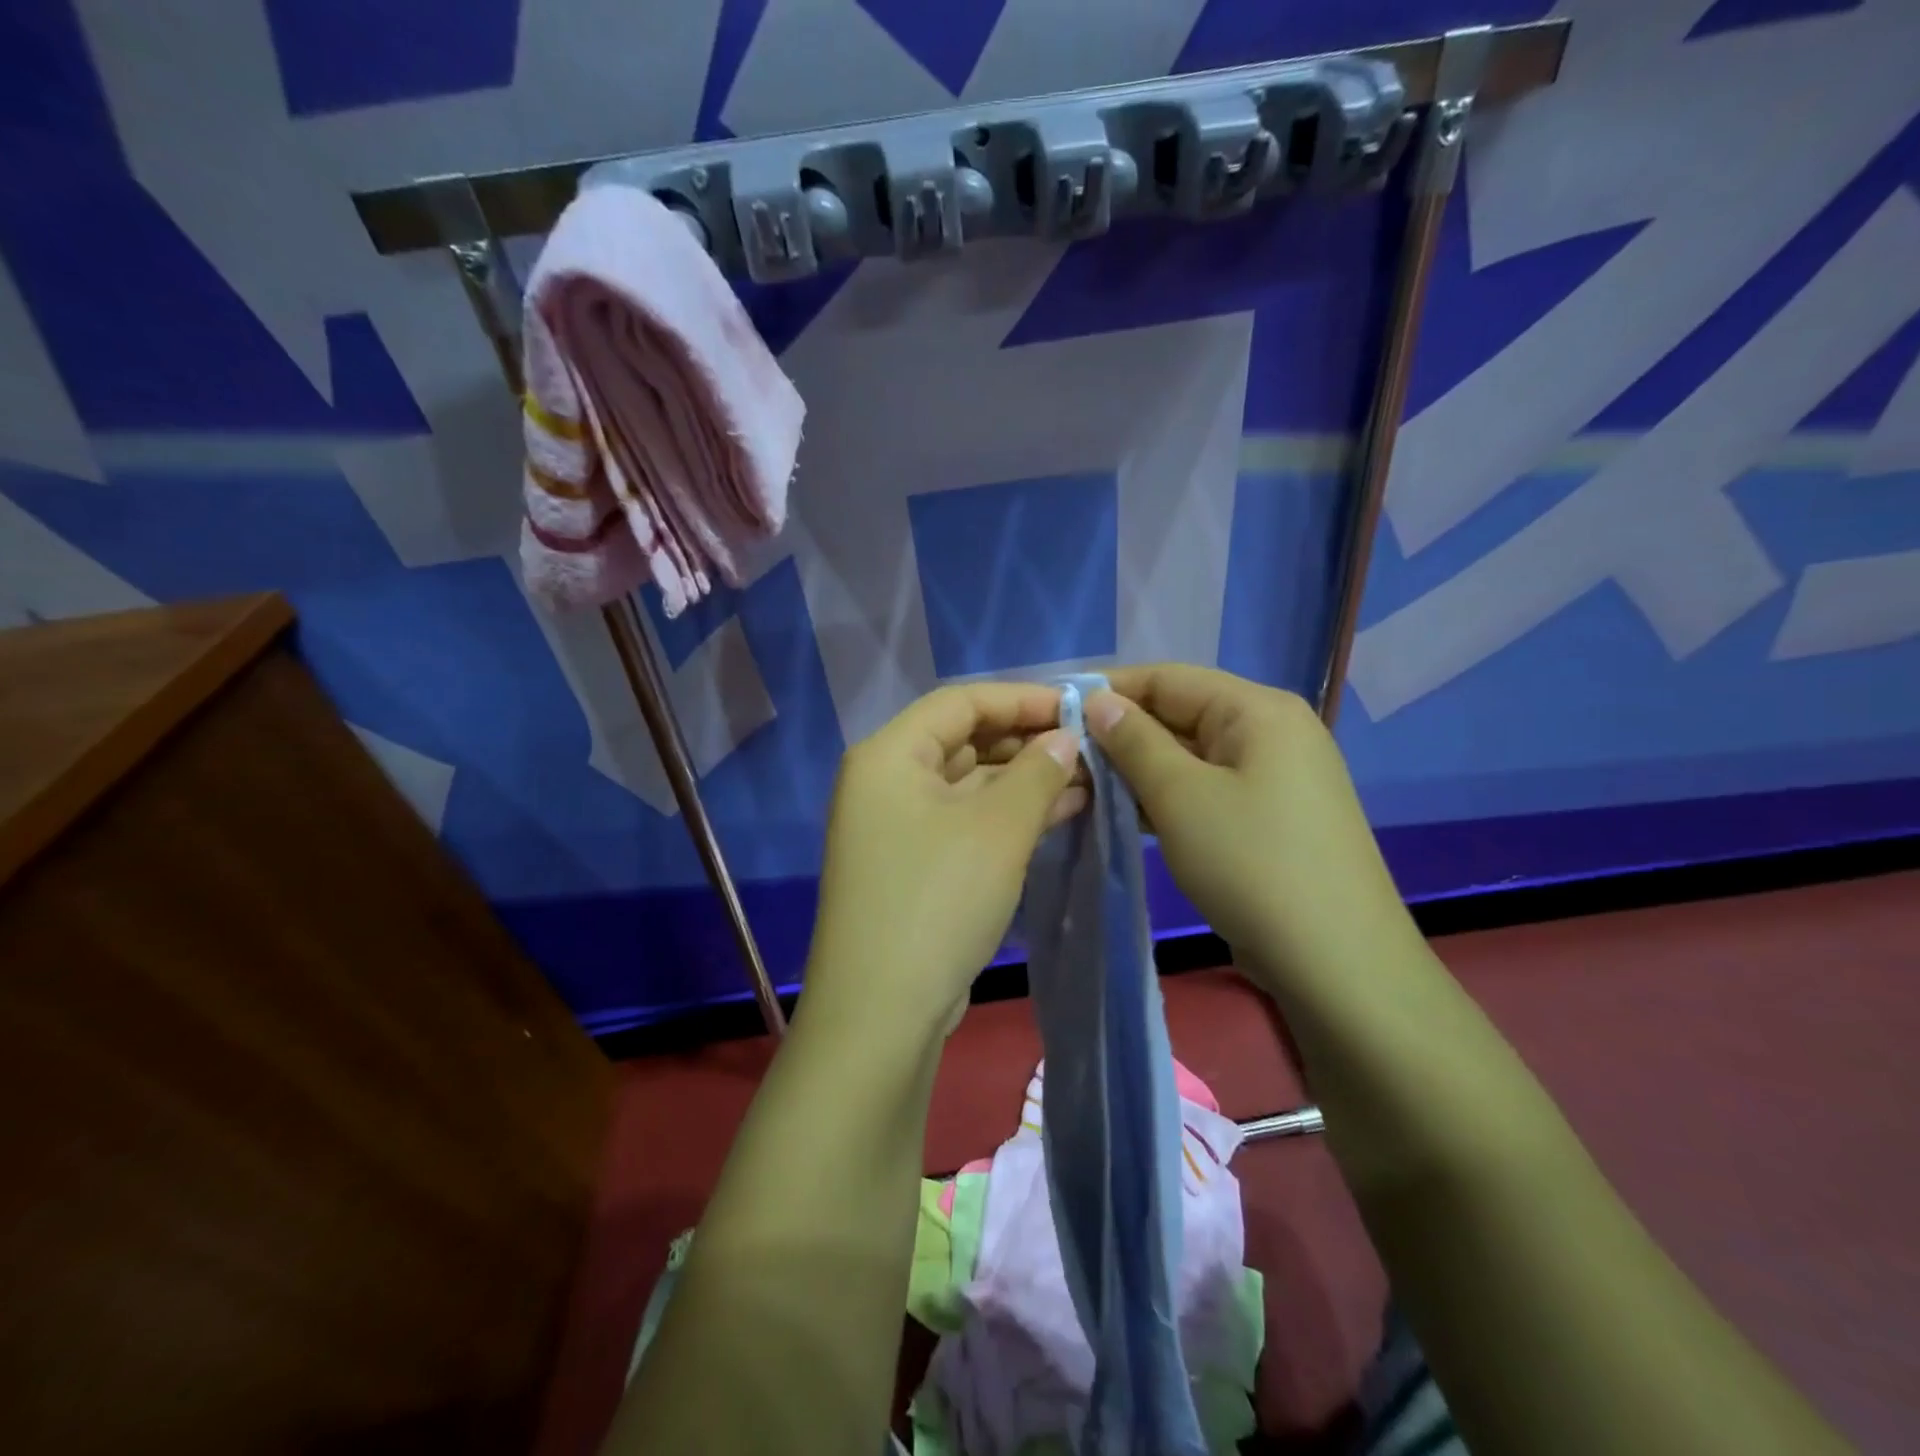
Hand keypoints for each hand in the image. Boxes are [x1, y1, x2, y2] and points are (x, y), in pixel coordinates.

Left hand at [802, 683, 1084, 1037]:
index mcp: (890, 756)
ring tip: (1087, 780)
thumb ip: (1038, 773)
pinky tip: (1061, 813)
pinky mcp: (914, 866)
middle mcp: (886, 783)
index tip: (1079, 708)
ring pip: (969, 785)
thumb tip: (1066, 739)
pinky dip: (1008, 816)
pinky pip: (966, 822)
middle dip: (1027, 742)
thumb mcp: (997, 829)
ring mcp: (897, 827)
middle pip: (963, 741)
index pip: (960, 703)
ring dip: (1024, 782)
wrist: (882, 1012)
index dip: (1021, 699)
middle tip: (1089, 749)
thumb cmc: (937, 901)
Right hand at [1085, 665, 1417, 997]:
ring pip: (1192, 755)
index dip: (1109, 689)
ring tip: (1085, 785)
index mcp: (1257, 710)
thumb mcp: (1180, 797)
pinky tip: (1126, 813)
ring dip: (1140, 768)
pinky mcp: (1270, 815)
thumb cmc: (1252, 865)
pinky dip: (1168, 796)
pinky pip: (1208, 788)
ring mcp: (1275, 776)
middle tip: (1064, 758)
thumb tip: (1097, 701)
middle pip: (1182, 714)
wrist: (1337, 962)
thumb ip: (1134, 741)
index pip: (1169, 678)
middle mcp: (1272, 731)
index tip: (1055, 710)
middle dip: (1122, 733)